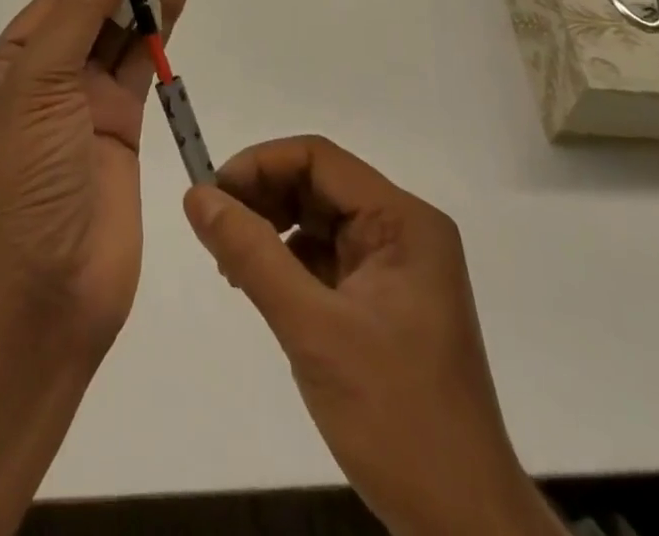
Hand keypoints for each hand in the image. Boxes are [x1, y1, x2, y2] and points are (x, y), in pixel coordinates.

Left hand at [0, 0, 188, 358]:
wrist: (44, 294)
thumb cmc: (25, 177)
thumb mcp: (39, 82)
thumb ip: (78, 13)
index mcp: (11, 63)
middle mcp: (46, 78)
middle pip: (87, 11)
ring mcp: (85, 104)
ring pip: (117, 36)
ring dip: (140, 1)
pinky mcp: (122, 128)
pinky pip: (140, 68)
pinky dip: (158, 35)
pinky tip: (175, 3)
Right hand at [185, 137, 561, 535]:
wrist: (463, 526)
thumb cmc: (397, 418)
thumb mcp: (313, 330)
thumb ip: (252, 255)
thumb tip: (196, 196)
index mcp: (403, 221)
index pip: (319, 159)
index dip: (260, 165)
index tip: (212, 195)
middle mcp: (403, 231)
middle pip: (317, 185)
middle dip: (262, 198)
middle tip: (213, 232)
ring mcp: (395, 267)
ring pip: (317, 220)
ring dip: (270, 230)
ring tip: (230, 264)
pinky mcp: (383, 300)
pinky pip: (325, 257)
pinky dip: (286, 262)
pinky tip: (259, 286)